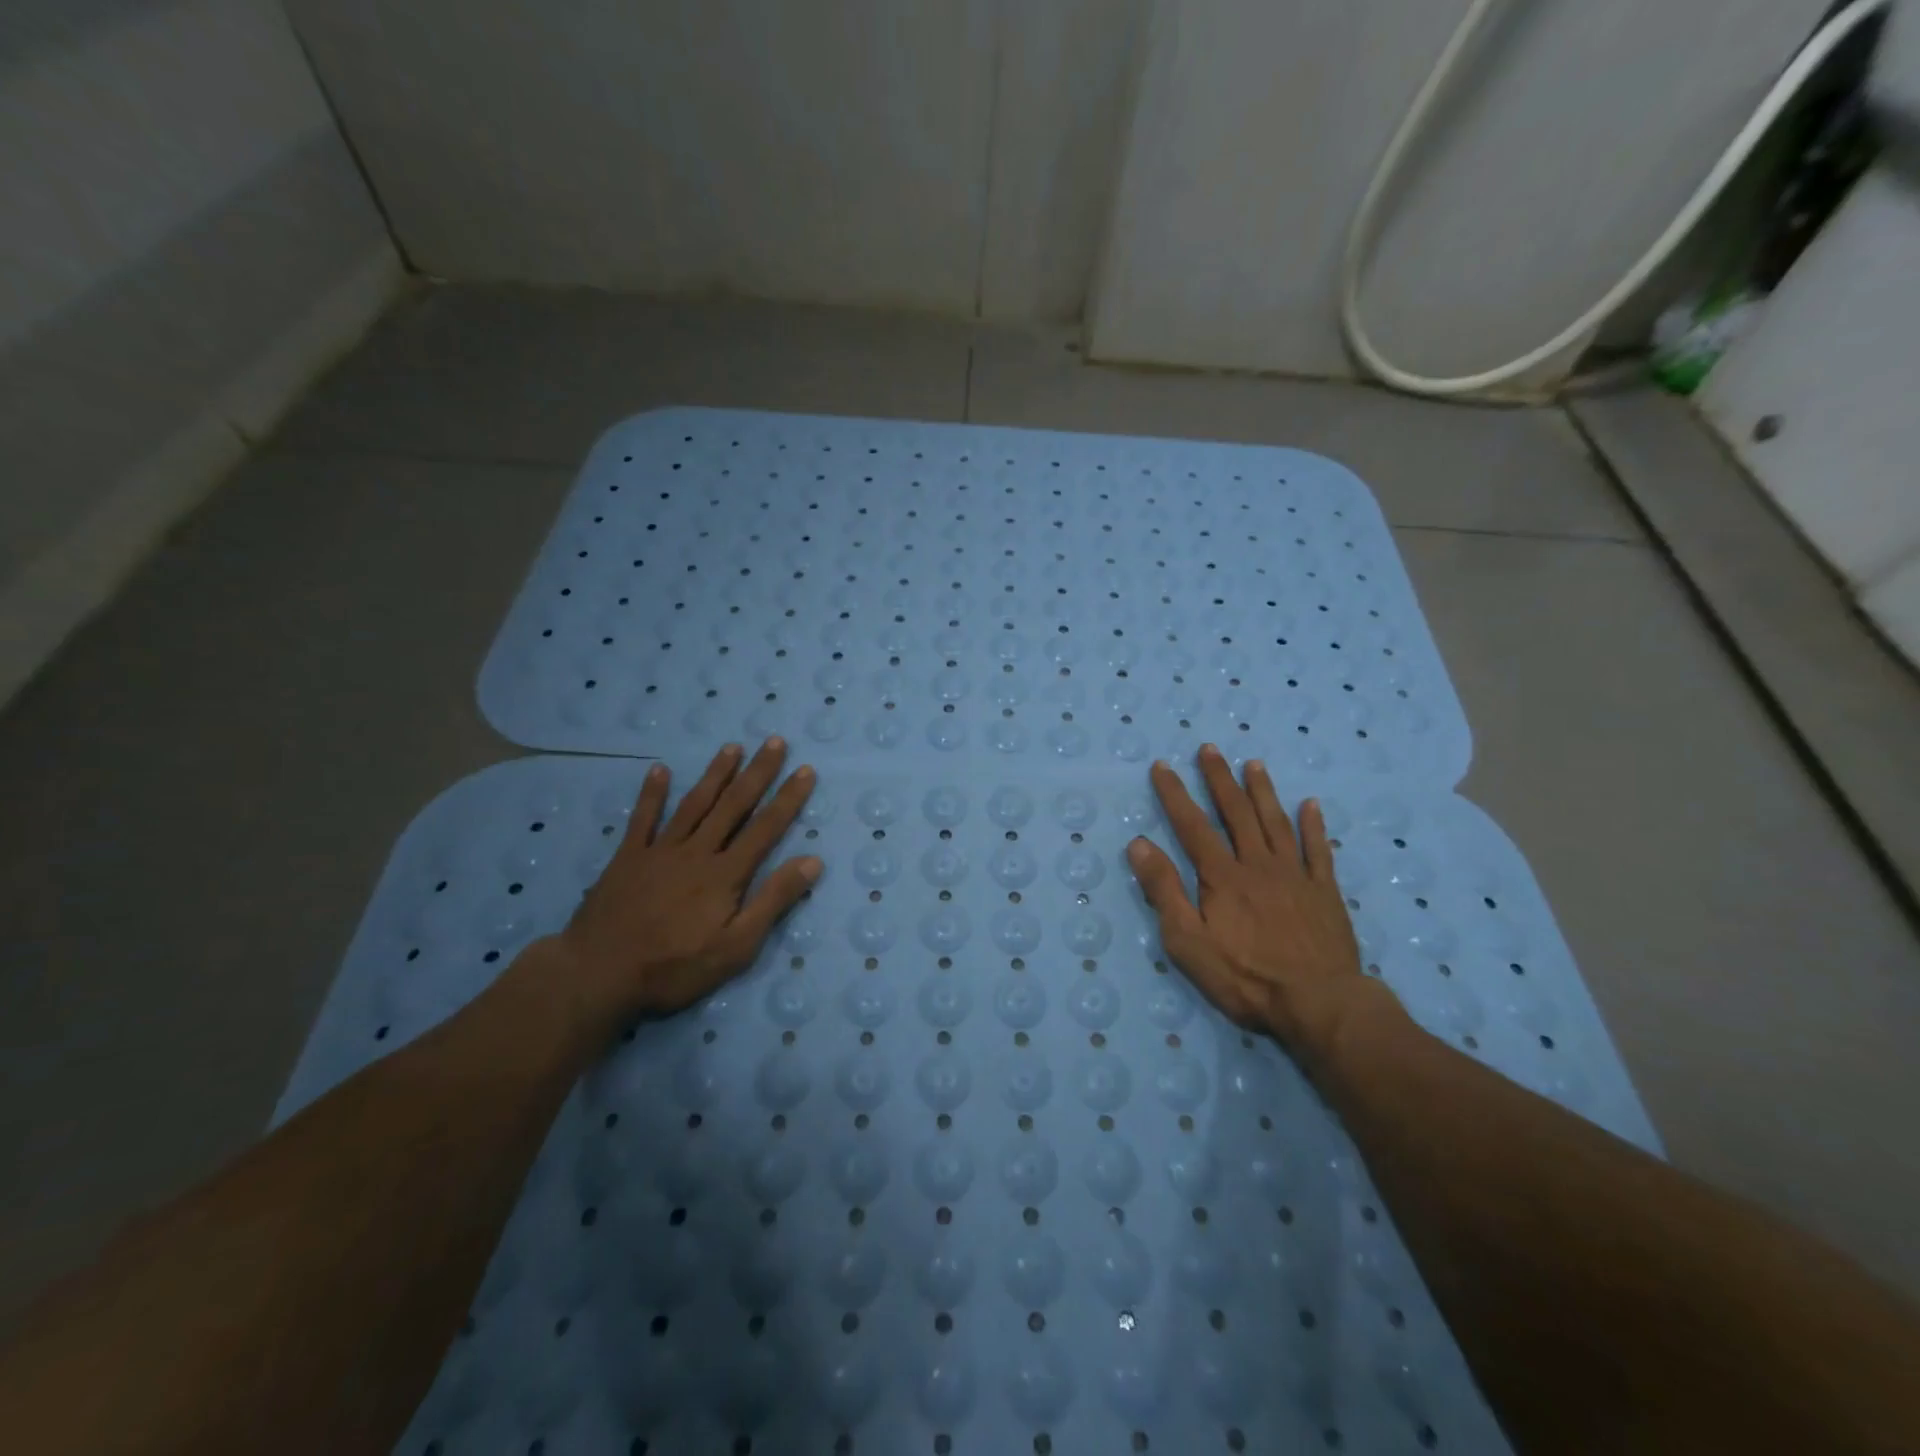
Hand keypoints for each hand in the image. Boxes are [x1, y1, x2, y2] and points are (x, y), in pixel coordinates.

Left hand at [534, 739, 819, 1036]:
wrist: (598, 974)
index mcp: (725, 874)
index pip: (766, 828)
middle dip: (757, 773)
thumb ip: (773, 901)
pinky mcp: (627, 859)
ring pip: (694, 804)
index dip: (788, 799)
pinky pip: (642, 819)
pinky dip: (651, 794)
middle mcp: (696, 852)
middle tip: (774, 741)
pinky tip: (659, 770)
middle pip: (732, 806)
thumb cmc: (675, 967)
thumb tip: (812, 861)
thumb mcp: (737, 947)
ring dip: (715, 774)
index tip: (805, 770)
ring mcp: (659, 851)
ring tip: (732, 747)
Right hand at [1126, 745, 1388, 1057]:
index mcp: (1223, 876)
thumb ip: (1164, 890)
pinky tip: (1311, 805)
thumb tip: (1140, 844)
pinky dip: (1314, 826)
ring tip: (1253, 764)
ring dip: (1263, 791)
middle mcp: (1258, 865)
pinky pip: (1319, 851)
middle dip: (1219, 779)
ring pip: (1277, 823)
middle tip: (1209, 749)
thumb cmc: (1245, 976)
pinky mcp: (1325, 893)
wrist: (1319, 1003)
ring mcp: (1295, 876)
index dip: (1175, 794)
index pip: (1193, 826)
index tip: (1162, 766)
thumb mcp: (1187, 940)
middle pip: (1236, 813)